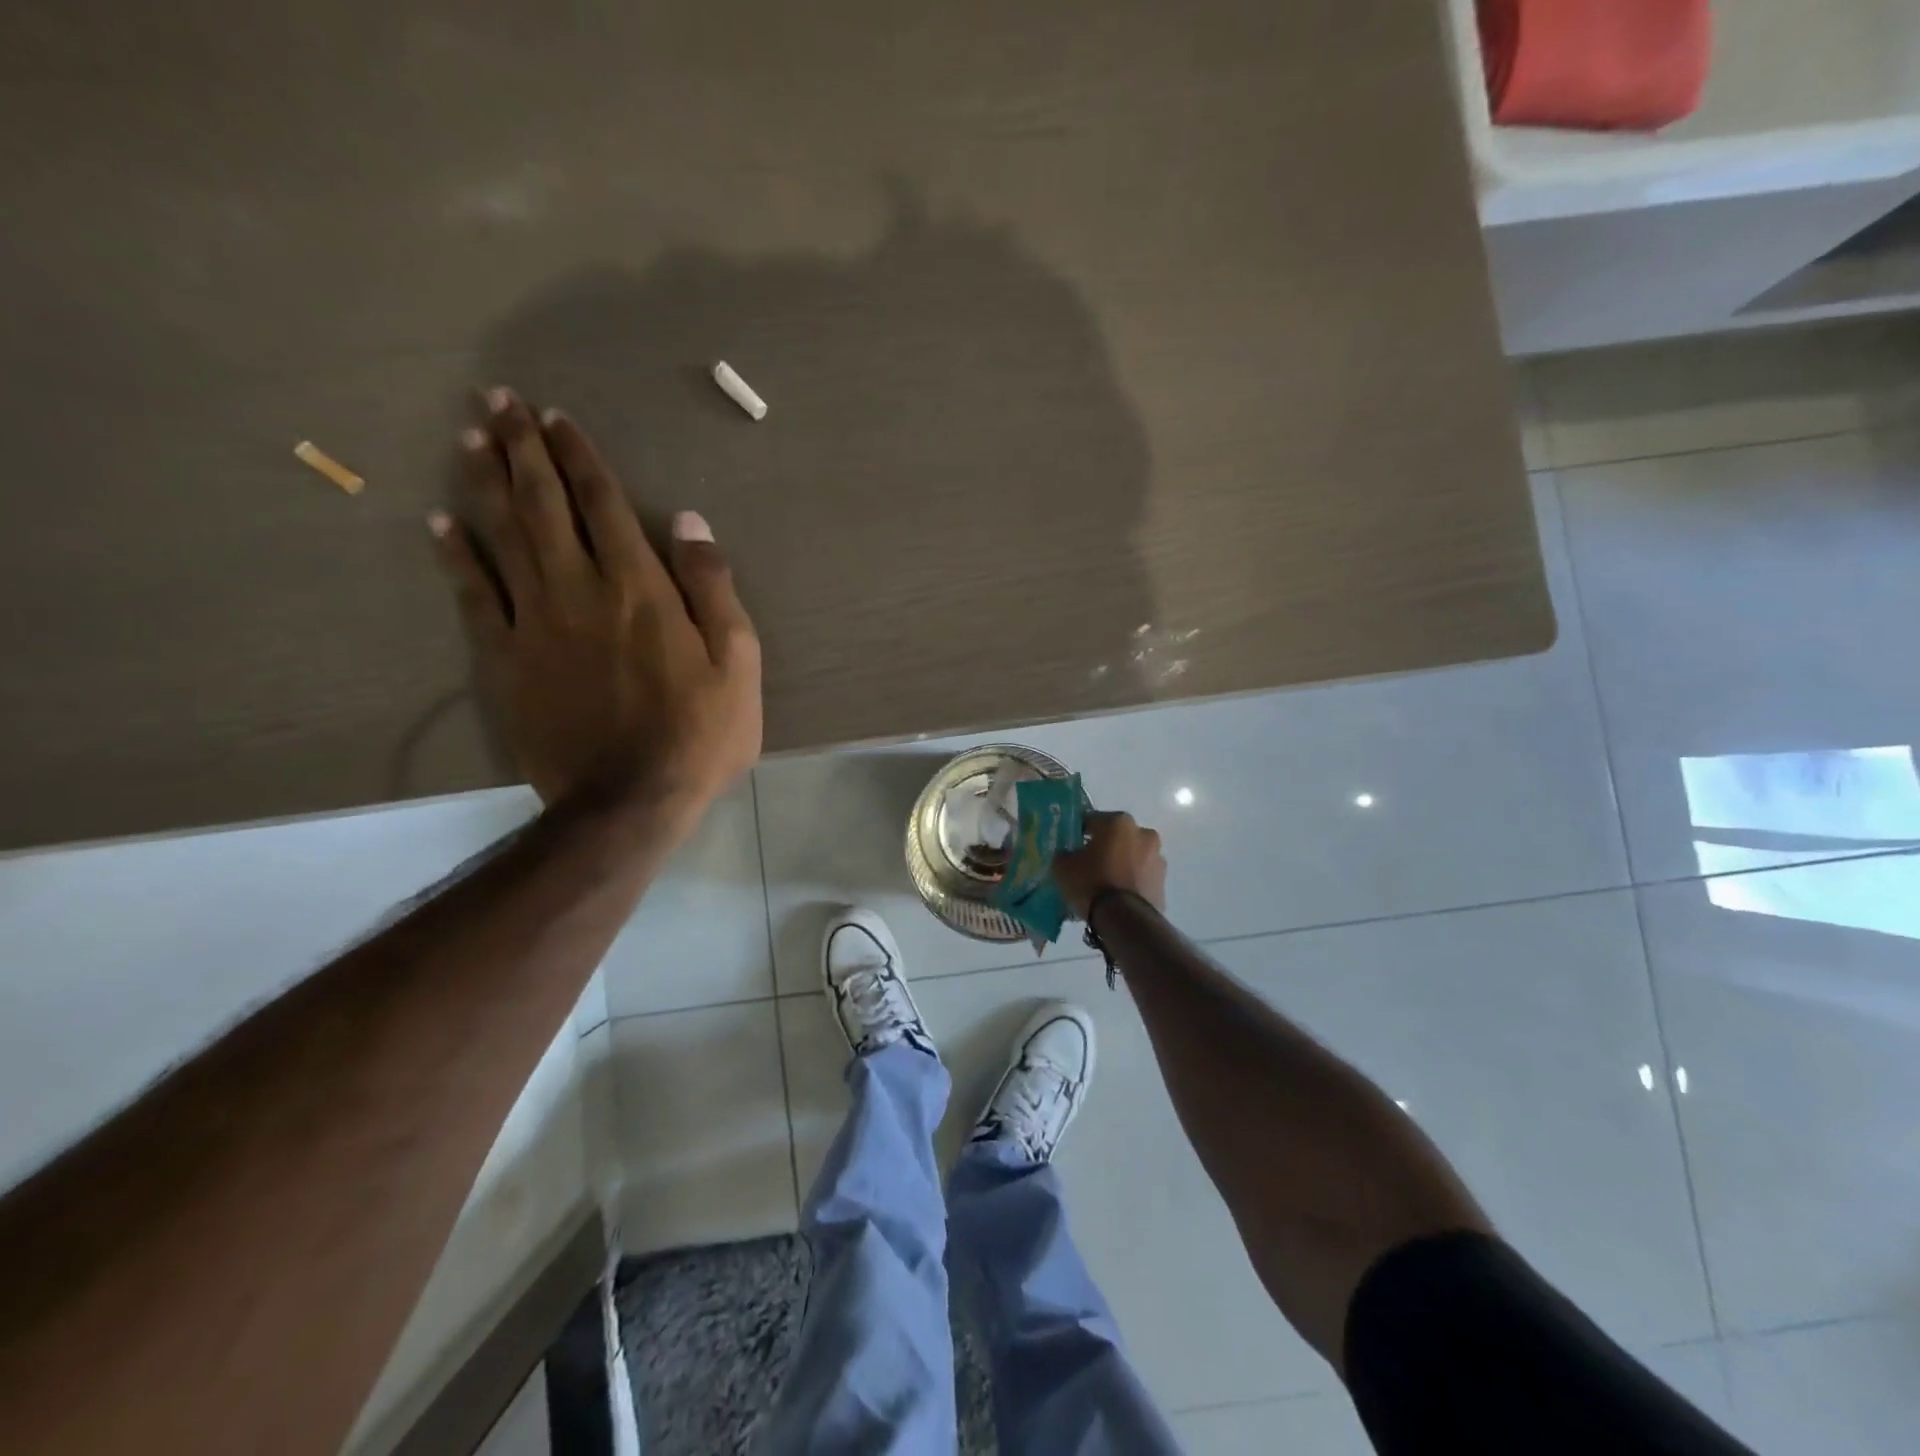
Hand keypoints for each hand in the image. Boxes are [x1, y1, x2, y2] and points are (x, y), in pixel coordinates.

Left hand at [431, 389, 761, 826]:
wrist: (630, 801)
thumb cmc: (699, 733)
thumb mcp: (738, 663)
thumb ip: (713, 588)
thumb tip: (689, 522)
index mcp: (639, 587)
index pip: (602, 504)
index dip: (579, 457)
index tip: (556, 417)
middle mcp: (580, 590)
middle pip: (543, 505)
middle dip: (521, 448)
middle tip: (497, 400)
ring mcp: (535, 623)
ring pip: (502, 536)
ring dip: (484, 482)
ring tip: (469, 437)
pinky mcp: (506, 660)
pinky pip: (473, 597)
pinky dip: (455, 556)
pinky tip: (439, 523)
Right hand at [1052, 810, 1166, 918]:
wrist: (1124, 920)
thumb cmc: (1092, 883)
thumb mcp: (1063, 866)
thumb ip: (1064, 854)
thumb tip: (1068, 855)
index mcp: (1118, 822)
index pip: (1091, 820)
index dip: (1078, 833)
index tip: (1070, 846)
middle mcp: (1143, 833)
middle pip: (1116, 837)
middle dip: (1104, 847)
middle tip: (1087, 864)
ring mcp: (1157, 859)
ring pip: (1132, 856)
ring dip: (1120, 864)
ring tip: (1104, 884)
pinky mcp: (1163, 883)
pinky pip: (1140, 877)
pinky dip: (1131, 881)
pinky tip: (1117, 897)